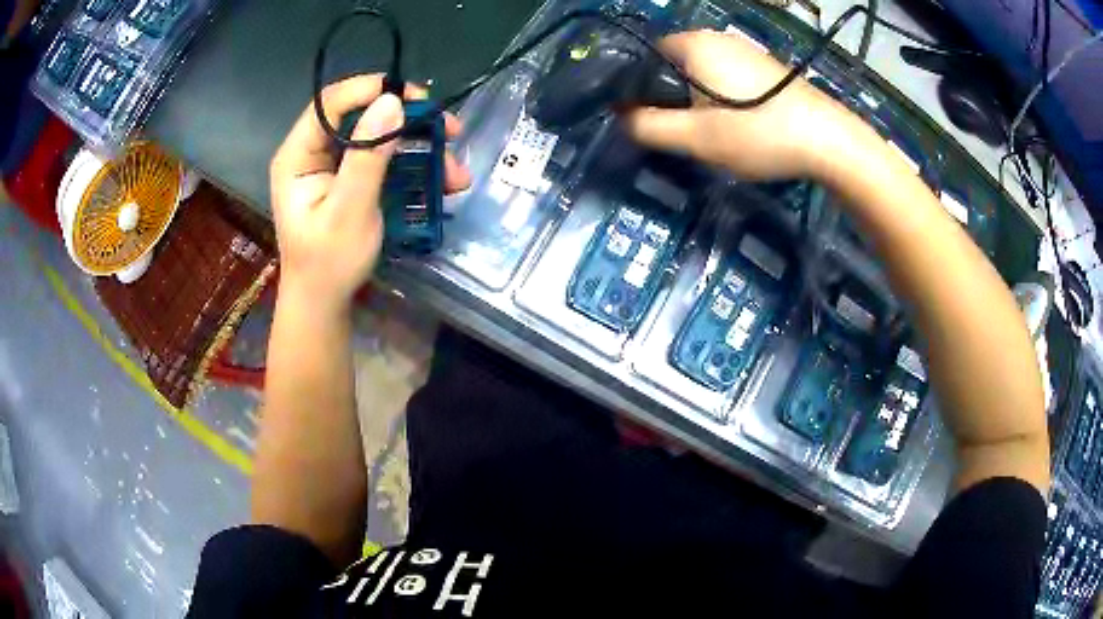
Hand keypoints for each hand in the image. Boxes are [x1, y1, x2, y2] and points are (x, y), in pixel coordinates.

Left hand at [269, 75, 470, 311]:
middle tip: (448, 130)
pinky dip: (414, 166)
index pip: (331, 103)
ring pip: (379, 136)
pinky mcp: (351, 178)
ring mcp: (333, 165)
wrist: (325, 303)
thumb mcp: (350, 211)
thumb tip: (392, 102)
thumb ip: (367, 157)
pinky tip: (444, 182)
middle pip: (361, 114)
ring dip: (421, 148)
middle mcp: (313, 152)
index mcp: (298, 155)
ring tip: (456, 171)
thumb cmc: (329, 264)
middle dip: (408, 121)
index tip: (415, 98)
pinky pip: (384, 158)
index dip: (370, 90)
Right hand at [624, 30, 851, 180]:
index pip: (645, 58)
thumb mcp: (696, 138)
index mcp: (692, 44)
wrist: (828, 141)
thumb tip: (622, 118)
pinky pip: (727, 77)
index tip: (646, 119)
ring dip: (697, 99)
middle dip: (670, 96)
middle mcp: (716, 37)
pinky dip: (722, 97)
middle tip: (681, 132)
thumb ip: (649, 127)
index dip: (639, 89)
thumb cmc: (758, 134)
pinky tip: (739, 124)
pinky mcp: (765, 67)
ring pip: (702, 72)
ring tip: (711, 132)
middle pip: (674, 65)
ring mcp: (744, 50)